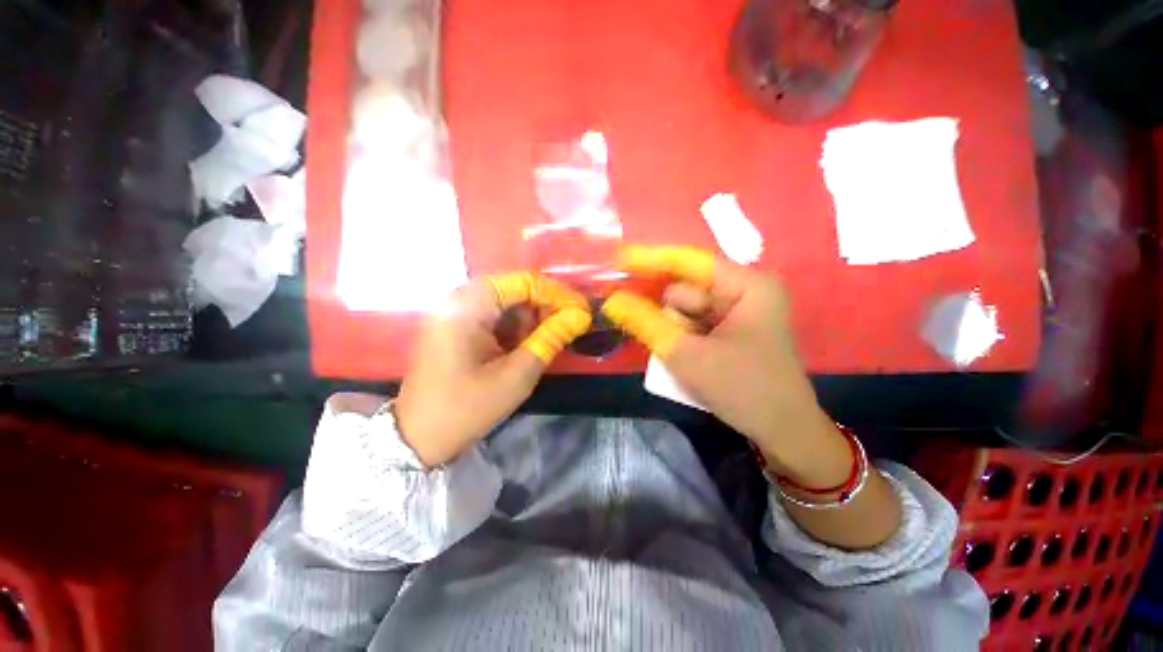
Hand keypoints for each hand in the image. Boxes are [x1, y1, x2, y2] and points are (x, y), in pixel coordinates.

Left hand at [395, 273, 590, 466]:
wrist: (418, 439)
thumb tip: (580, 316)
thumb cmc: (467, 409)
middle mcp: (457, 299)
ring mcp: (453, 311)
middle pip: (513, 289)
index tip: (581, 312)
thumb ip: (550, 339)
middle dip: (544, 307)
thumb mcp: (517, 376)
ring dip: (530, 319)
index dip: (556, 294)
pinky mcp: (455, 325)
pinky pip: (492, 315)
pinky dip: (514, 327)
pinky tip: (524, 346)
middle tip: (567, 328)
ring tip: (546, 341)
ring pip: (505, 302)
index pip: (523, 283)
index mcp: (468, 306)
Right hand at [602, 247, 839, 478]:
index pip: (689, 262)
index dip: (651, 260)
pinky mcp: (730, 329)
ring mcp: (737, 311)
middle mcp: (743, 291)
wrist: (781, 431)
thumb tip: (612, 301)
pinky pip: (692, 323)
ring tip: (685, 360)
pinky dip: (680, 337)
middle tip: (671, 344)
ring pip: (686, 310)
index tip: (618, 259)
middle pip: (686, 290)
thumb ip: (647, 324)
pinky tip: (685, 358)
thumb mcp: (687, 356)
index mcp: (746, 285)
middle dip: (669, 315)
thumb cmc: (742, 389)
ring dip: (674, 331)